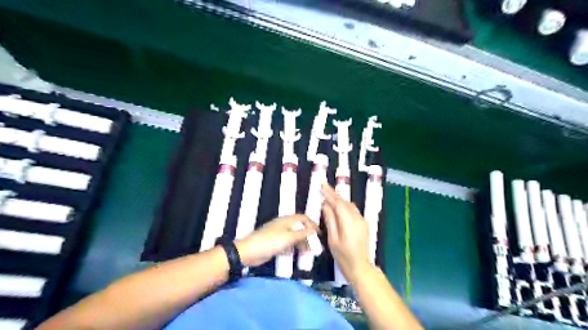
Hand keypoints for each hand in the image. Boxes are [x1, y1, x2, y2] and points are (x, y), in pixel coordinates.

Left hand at [234, 214, 317, 267]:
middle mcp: (283, 225)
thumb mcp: (289, 237)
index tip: (319, 234)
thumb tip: (314, 228)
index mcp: (287, 221)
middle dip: (307, 236)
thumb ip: (302, 233)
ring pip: (293, 237)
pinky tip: (293, 255)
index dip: (312, 224)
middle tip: (313, 246)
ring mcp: (278, 234)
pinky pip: (286, 244)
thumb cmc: (270, 242)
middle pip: (299, 228)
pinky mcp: (274, 243)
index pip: (302, 218)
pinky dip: (291, 248)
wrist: (249, 252)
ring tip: (306, 253)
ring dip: (300, 244)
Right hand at [323, 183, 368, 280]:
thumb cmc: (343, 256)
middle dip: (334, 194)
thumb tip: (325, 205)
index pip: (338, 204)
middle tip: (323, 187)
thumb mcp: (333, 239)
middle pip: (344, 202)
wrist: (360, 267)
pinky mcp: (363, 223)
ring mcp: (362, 221)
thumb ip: (330, 220)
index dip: (330, 194)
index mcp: (349, 223)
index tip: (322, 186)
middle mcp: (357, 219)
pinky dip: (344, 206)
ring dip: (339, 199)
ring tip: (328, 195)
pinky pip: (352, 210)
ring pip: (349, 205)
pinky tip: (337, 206)